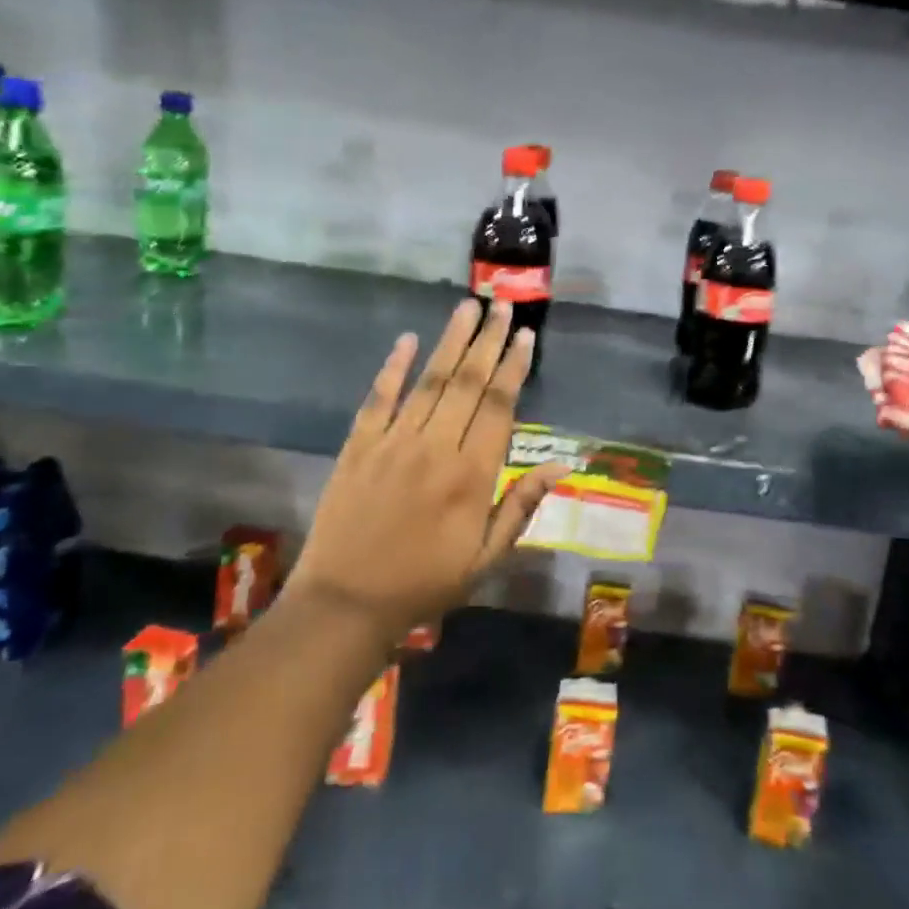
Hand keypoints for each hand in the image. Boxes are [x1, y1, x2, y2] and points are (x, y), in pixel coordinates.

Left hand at [285, 299, 568, 636]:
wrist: (346, 604)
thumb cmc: (425, 583)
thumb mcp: (486, 557)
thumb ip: (522, 505)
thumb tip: (562, 464)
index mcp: (472, 474)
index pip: (499, 406)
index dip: (514, 367)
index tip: (526, 336)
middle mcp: (436, 446)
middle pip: (468, 382)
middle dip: (488, 340)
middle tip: (503, 305)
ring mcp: (394, 442)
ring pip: (430, 380)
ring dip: (450, 341)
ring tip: (468, 307)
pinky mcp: (359, 446)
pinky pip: (379, 398)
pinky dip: (393, 367)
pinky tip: (407, 339)